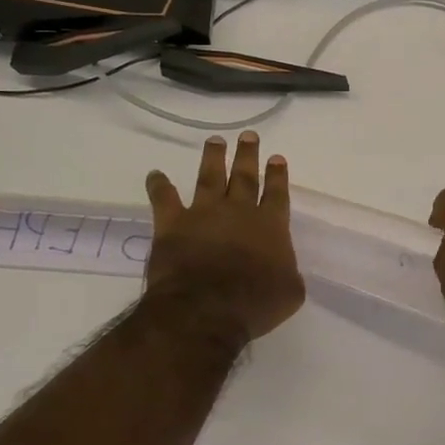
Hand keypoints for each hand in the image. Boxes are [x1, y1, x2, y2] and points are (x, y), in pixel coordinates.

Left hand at [144, 132, 304, 344]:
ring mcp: (205, 214)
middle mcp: (240, 212)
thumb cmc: (255, 304)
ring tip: (215, 141)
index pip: (277, 193)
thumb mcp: (290, 292)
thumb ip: (289, 274)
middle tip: (248, 136)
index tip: (276, 157)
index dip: (278, 175)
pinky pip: (164, 199)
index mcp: (271, 226)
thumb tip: (285, 270)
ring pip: (209, 177)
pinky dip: (158, 186)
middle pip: (245, 176)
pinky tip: (154, 174)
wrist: (207, 309)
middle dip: (248, 155)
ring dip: (213, 158)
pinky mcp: (173, 224)